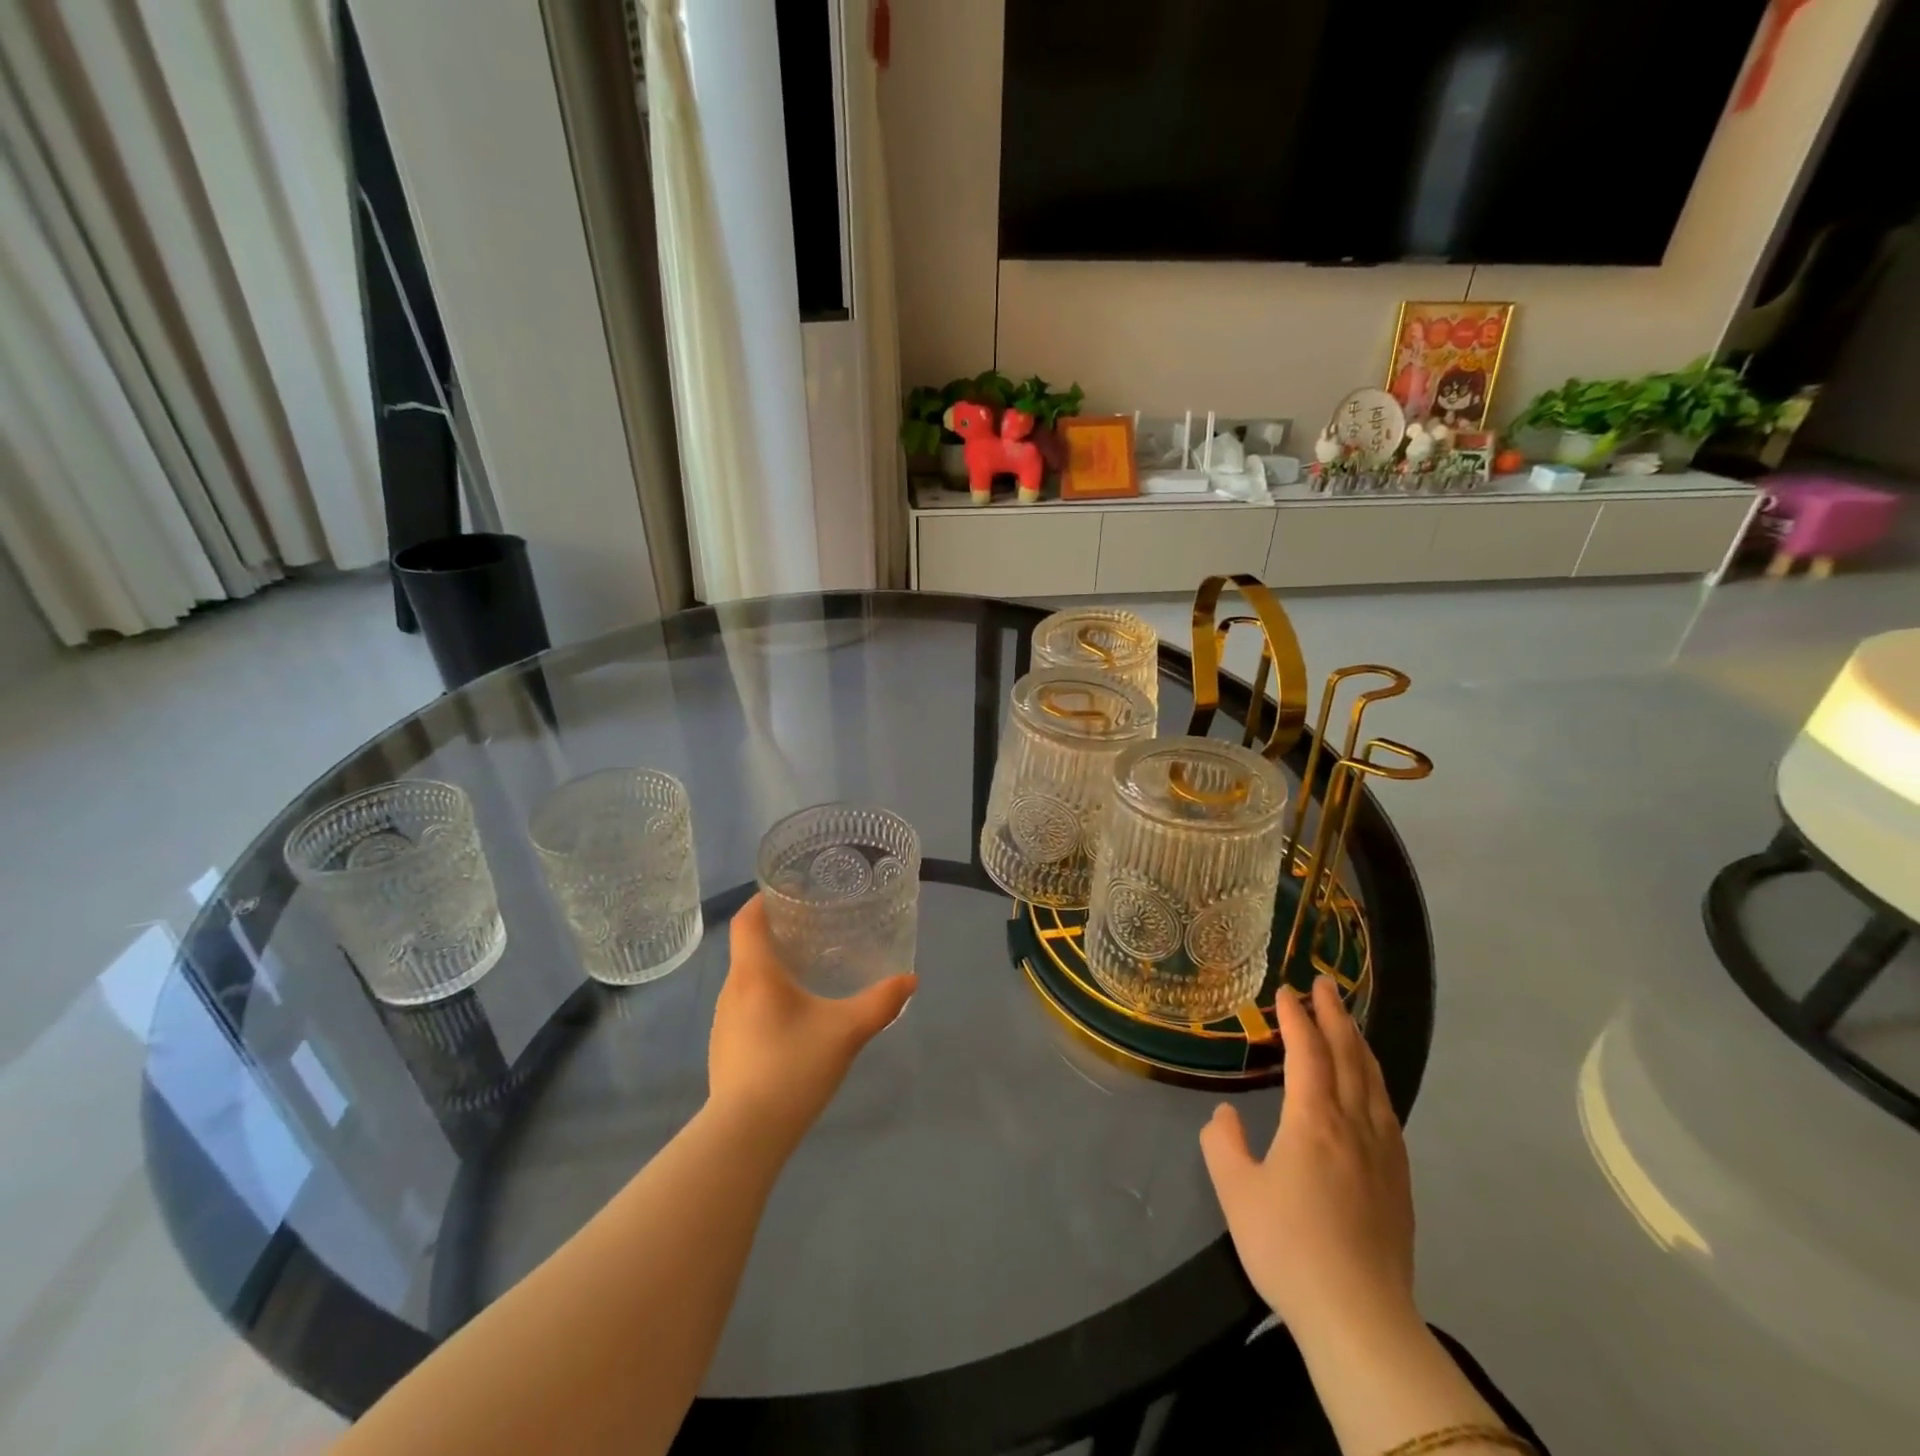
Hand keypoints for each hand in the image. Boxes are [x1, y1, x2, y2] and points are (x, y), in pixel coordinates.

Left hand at [707, 895, 916, 1153]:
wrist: (745, 1135)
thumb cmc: (793, 1067)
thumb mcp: (846, 1032)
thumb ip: (881, 1003)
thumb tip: (910, 980)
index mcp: (755, 974)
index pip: (747, 920)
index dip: (763, 900)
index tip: (790, 892)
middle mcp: (732, 990)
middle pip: (748, 948)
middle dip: (776, 934)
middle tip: (813, 930)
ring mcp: (723, 1022)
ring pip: (746, 980)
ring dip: (771, 969)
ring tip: (806, 970)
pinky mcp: (724, 1049)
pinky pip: (745, 1007)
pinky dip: (765, 998)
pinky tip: (791, 1017)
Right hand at [1199, 976, 1415, 1340]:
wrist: (1360, 1318)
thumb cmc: (1289, 1246)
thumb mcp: (1236, 1191)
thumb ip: (1224, 1143)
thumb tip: (1227, 1116)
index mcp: (1314, 1121)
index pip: (1307, 1053)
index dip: (1297, 1018)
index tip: (1287, 991)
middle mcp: (1354, 1126)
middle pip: (1349, 1056)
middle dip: (1335, 1015)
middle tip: (1325, 983)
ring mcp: (1384, 1153)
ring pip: (1374, 1082)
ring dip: (1359, 1044)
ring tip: (1348, 1023)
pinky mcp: (1399, 1182)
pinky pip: (1387, 1111)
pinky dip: (1374, 1081)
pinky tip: (1370, 1088)